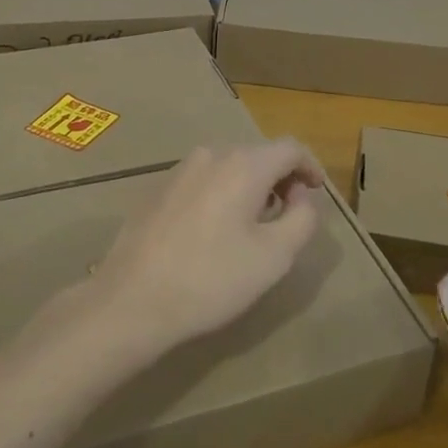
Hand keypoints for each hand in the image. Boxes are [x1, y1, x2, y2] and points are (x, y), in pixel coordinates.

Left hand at [79, 140, 322, 361]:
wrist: (132, 299)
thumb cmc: (211, 279)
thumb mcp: (274, 256)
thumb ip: (302, 219)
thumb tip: (301, 196)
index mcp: (243, 165)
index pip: (290, 148)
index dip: (310, 167)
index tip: (316, 194)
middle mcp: (211, 155)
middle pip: (258, 155)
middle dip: (280, 179)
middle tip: (287, 216)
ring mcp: (179, 170)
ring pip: (228, 167)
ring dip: (249, 188)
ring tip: (252, 227)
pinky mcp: (157, 189)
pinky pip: (202, 181)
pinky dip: (221, 195)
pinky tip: (213, 232)